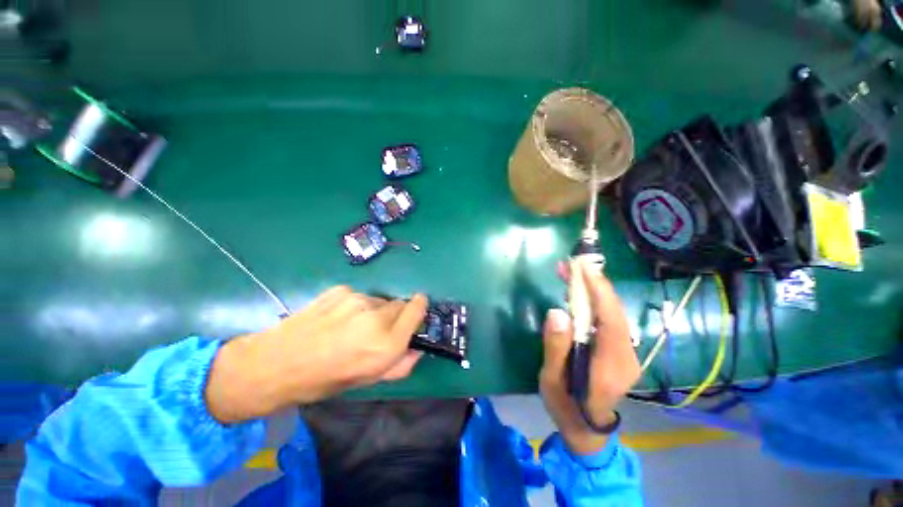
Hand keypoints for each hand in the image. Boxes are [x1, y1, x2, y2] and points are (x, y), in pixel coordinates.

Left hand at [205, 287, 427, 423]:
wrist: (276, 363)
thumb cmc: (325, 379)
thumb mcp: (368, 381)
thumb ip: (401, 364)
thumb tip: (417, 349)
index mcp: (386, 343)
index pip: (417, 310)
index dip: (419, 308)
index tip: (416, 311)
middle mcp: (376, 317)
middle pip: (400, 304)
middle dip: (395, 315)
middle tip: (376, 330)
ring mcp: (357, 299)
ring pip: (379, 300)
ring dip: (374, 311)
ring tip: (351, 326)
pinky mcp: (341, 290)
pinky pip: (359, 296)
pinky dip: (355, 305)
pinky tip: (336, 318)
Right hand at [539, 262, 639, 454]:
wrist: (586, 427)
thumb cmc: (565, 405)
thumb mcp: (551, 380)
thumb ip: (555, 348)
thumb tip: (557, 312)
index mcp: (611, 366)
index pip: (611, 321)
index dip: (600, 292)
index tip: (583, 269)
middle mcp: (626, 356)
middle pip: (614, 312)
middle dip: (594, 285)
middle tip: (570, 265)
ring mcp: (626, 352)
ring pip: (612, 313)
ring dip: (592, 290)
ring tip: (570, 274)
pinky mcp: (619, 349)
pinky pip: (607, 319)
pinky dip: (593, 302)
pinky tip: (576, 294)